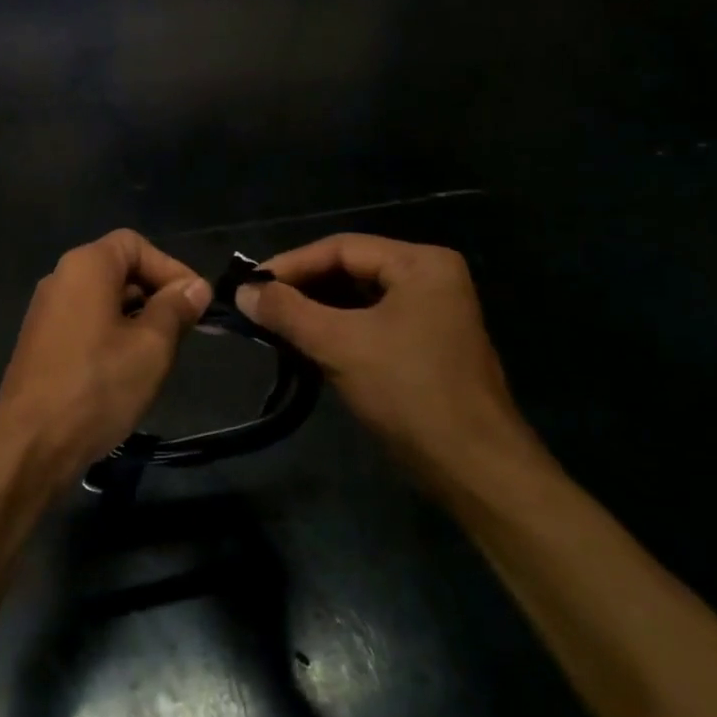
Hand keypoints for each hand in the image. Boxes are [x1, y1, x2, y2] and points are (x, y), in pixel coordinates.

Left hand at [0, 229, 211, 480]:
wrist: (31, 443)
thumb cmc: (98, 386)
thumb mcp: (151, 346)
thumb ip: (175, 309)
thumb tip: (195, 287)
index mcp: (85, 266)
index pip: (135, 244)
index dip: (170, 267)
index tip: (195, 302)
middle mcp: (60, 278)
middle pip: (118, 269)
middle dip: (156, 293)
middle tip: (184, 330)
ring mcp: (45, 312)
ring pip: (103, 299)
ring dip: (137, 317)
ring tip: (162, 353)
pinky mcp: (40, 342)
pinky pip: (85, 322)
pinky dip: (112, 334)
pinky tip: (128, 369)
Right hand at [236, 235, 539, 499]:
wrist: (474, 469)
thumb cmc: (409, 392)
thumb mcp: (339, 344)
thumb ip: (287, 311)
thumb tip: (242, 290)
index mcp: (421, 264)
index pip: (342, 248)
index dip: (291, 264)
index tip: (249, 284)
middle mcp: (431, 278)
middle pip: (351, 269)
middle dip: (303, 287)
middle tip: (258, 303)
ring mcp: (432, 312)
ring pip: (358, 298)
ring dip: (316, 310)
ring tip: (274, 322)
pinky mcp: (426, 344)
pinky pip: (371, 322)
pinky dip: (337, 329)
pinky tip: (305, 343)